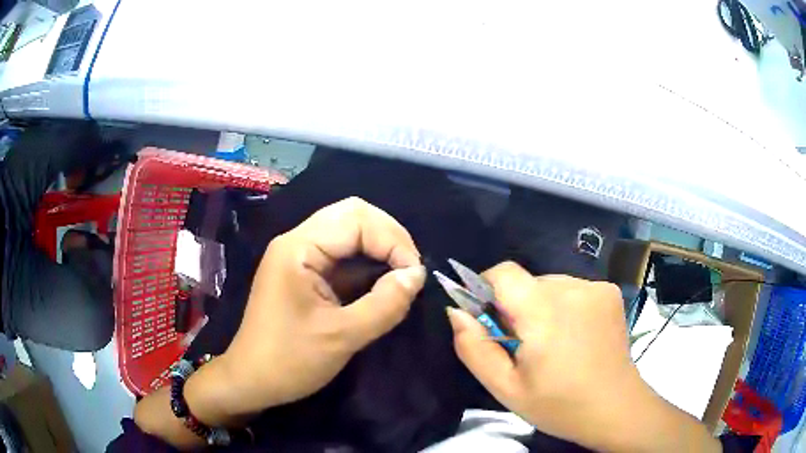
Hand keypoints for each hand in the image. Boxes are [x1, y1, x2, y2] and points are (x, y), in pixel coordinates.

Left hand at [202, 197, 425, 415]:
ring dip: (380, 249)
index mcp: (299, 248)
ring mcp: (300, 255)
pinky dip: (367, 264)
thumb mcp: (342, 337)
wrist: (253, 380)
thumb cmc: (290, 361)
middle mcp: (298, 241)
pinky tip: (382, 283)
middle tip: (410, 271)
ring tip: (402, 276)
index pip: (357, 220)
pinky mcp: (305, 272)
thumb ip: (385, 304)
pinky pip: (342, 254)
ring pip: (349, 232)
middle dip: (389, 238)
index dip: (393, 242)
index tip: (415, 277)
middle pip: (353, 216)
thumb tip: (417, 276)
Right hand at [446, 263, 657, 449]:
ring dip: (541, 306)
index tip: (488, 317)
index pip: (504, 272)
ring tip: (553, 343)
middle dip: (516, 306)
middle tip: (524, 345)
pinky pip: (573, 289)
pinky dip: (565, 306)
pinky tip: (575, 336)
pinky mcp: (610, 292)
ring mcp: (596, 287)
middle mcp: (573, 288)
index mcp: (545, 312)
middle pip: (527, 281)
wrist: (615, 407)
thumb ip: (474, 348)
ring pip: (550, 284)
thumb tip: (457, 312)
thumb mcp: (506, 388)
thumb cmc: (558, 405)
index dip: (487, 288)